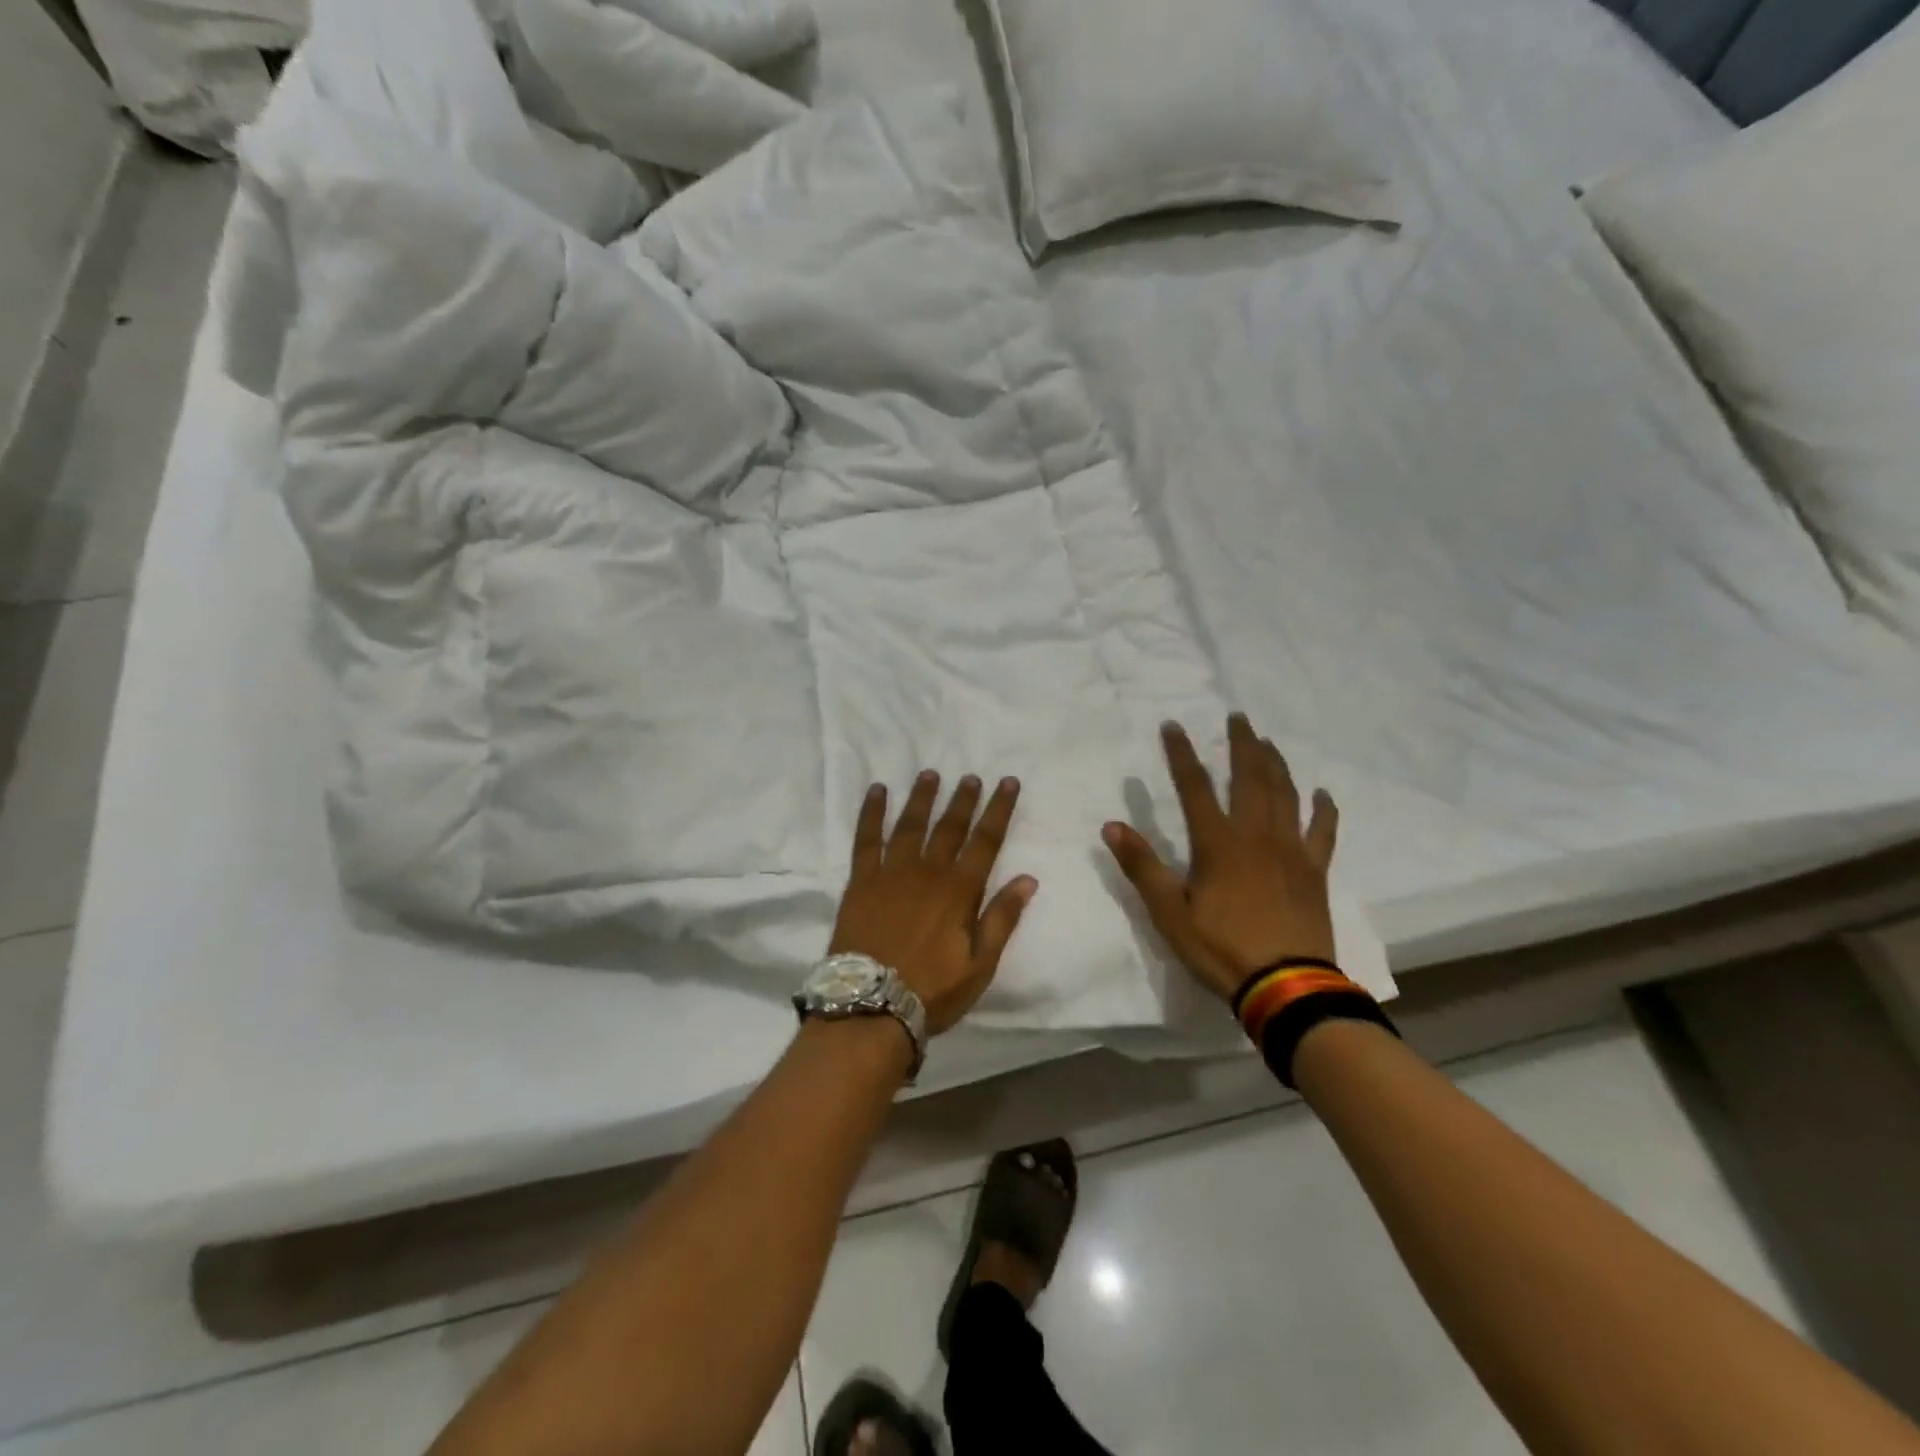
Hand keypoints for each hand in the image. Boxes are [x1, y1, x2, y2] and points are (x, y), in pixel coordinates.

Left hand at [829, 771, 1038, 1034]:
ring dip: (922, 797)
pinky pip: (867, 838)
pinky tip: (876, 792)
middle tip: (972, 776)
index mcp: (960, 890)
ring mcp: (891, 873)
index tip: (1008, 783)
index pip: (986, 840)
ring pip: (910, 824)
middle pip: (950, 827)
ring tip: (930, 774)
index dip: (999, 809)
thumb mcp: (980, 964)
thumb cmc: (932, 990)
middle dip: (964, 799)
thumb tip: (1028, 878)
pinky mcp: (861, 881)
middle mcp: (928, 872)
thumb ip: (1002, 918)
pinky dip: (872, 813)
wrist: (871, 1005)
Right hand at [1102, 715, 1337, 1002]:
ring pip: (1286, 794)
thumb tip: (1112, 825)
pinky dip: (1324, 809)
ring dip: (1276, 764)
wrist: (1286, 986)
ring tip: (1268, 742)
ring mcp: (1291, 850)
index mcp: (1218, 844)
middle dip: (1242, 744)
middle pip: (1250, 778)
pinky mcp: (1315, 871)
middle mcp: (1257, 836)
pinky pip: (1323, 831)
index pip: (1195, 787)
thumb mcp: (1169, 913)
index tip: (1173, 726)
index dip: (1182, 754)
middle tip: (1239, 717)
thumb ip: (1142, 867)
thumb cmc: (1220, 948)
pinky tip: (1322, 793)